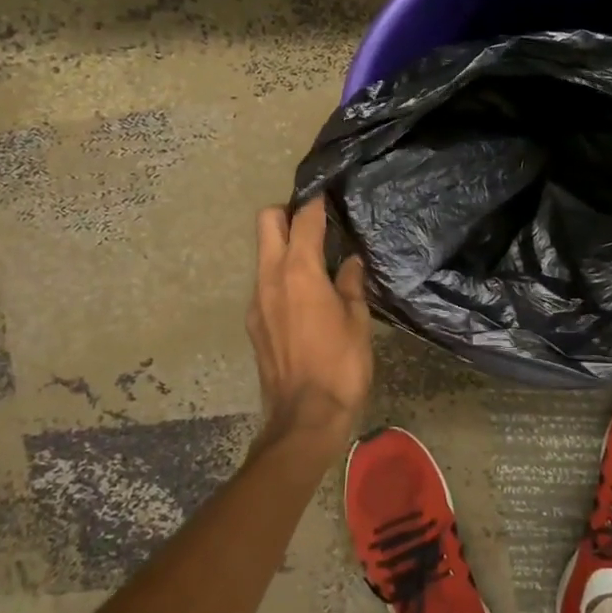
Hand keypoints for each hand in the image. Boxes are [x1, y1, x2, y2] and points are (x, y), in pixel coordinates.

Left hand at [246, 196, 373, 465]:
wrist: (304, 419)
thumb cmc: (340, 366)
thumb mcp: (357, 322)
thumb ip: (351, 285)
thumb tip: (350, 263)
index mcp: (299, 272)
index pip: (303, 220)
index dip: (317, 202)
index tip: (329, 194)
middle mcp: (270, 278)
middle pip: (266, 223)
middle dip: (288, 213)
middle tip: (315, 222)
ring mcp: (256, 301)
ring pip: (263, 254)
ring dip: (283, 246)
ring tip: (316, 258)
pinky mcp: (253, 323)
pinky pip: (264, 283)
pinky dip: (281, 275)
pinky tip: (305, 296)